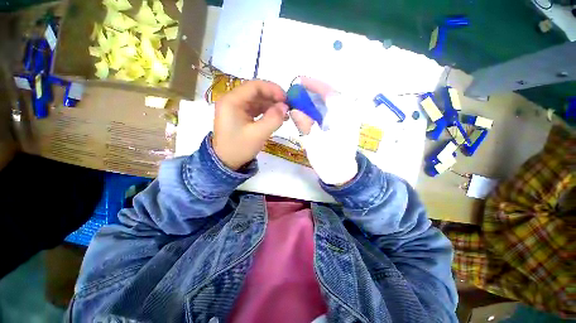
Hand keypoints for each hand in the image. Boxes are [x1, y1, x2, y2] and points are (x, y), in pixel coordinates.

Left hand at [213, 80, 288, 169]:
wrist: (225, 163)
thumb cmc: (239, 148)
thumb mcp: (258, 134)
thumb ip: (273, 119)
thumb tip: (285, 107)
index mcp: (232, 101)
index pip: (254, 86)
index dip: (272, 89)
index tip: (286, 99)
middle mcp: (232, 100)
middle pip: (256, 92)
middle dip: (273, 98)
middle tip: (287, 107)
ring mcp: (236, 108)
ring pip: (257, 100)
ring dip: (271, 105)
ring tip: (285, 114)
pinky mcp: (240, 115)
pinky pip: (255, 109)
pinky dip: (266, 111)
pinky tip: (276, 117)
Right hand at [290, 77, 361, 184]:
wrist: (341, 173)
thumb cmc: (329, 160)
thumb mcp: (314, 142)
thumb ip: (304, 124)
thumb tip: (293, 109)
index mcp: (343, 117)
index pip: (329, 93)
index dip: (314, 85)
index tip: (299, 81)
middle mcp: (347, 114)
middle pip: (330, 95)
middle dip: (313, 91)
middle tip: (297, 92)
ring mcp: (346, 120)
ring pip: (330, 103)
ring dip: (315, 99)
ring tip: (300, 100)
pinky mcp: (342, 126)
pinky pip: (330, 111)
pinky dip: (319, 108)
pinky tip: (309, 111)